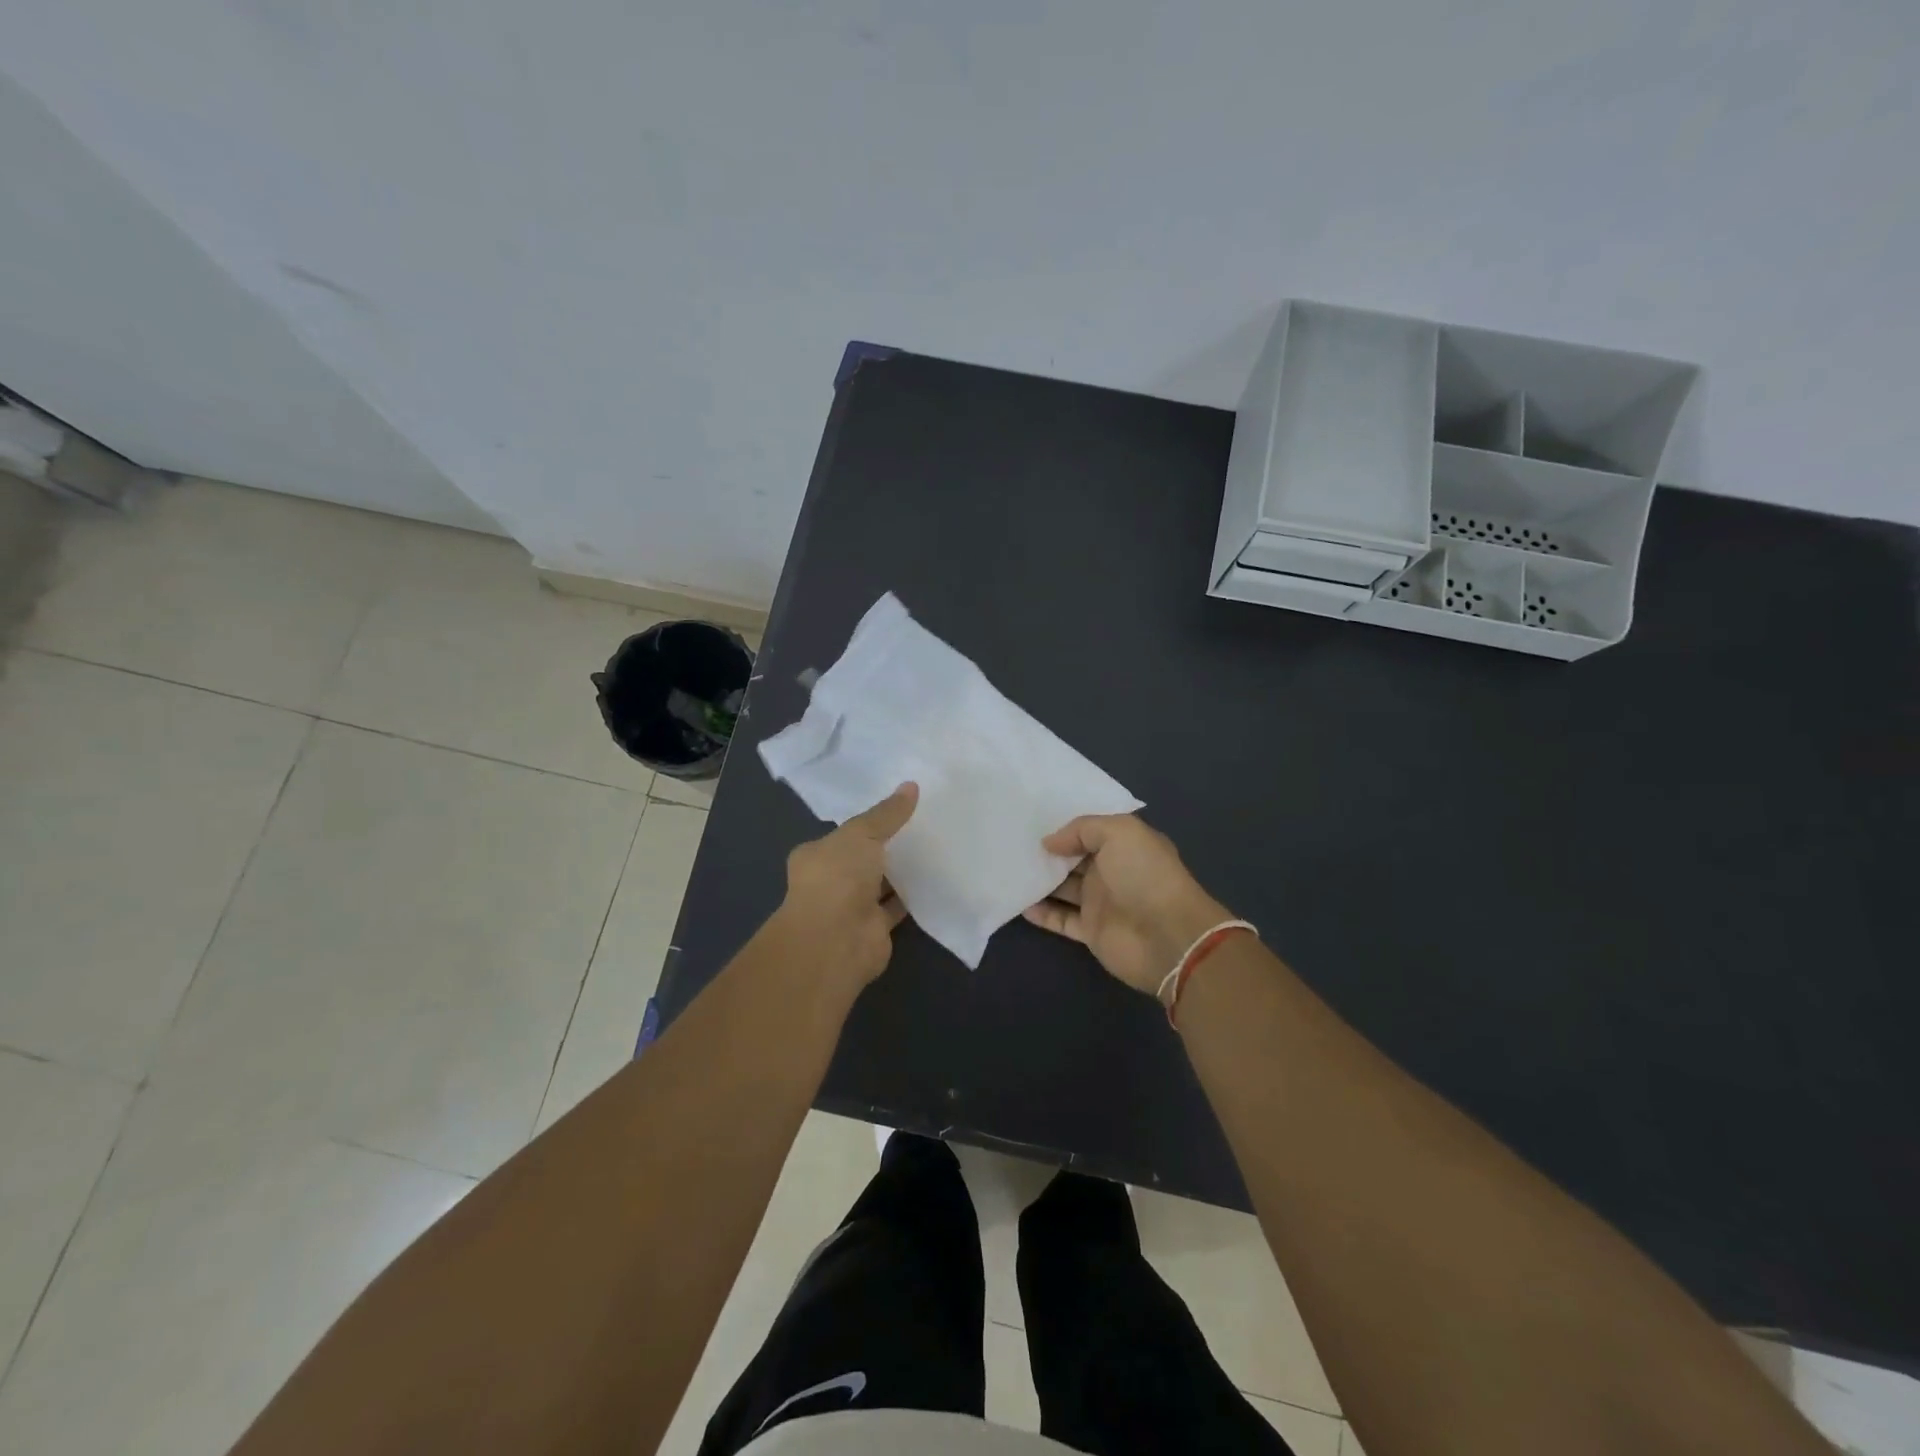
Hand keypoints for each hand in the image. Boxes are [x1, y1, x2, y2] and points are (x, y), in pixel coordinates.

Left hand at [774, 783, 918, 993]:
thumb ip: (887, 813)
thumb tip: (911, 785)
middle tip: (923, 824)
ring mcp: (852, 907)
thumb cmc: (838, 878)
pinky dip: (913, 895)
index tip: (896, 809)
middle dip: (887, 846)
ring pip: (881, 883)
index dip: (868, 822)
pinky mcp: (875, 928)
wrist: (836, 940)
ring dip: (902, 871)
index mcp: (817, 855)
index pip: (843, 834)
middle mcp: (831, 881)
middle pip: (864, 858)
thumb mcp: (862, 833)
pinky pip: (897, 905)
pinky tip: (937, 877)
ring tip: (936, 846)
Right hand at [1024, 814, 1230, 994]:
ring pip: (1063, 888)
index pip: (1089, 831)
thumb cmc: (1145, 875)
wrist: (1167, 936)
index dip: (1064, 826)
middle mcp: (1112, 871)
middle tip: (1011, 842)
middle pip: (1072, 859)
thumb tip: (1049, 842)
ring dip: (1040, 880)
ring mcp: (1100, 902)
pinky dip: (1041, 912)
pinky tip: (1018, 902)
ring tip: (1008, 869)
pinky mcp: (1090, 931)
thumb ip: (1082, 829)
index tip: (1031, 820)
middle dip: (1047, 852)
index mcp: (1124, 845)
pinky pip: (1060, 919)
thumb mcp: (1119, 832)